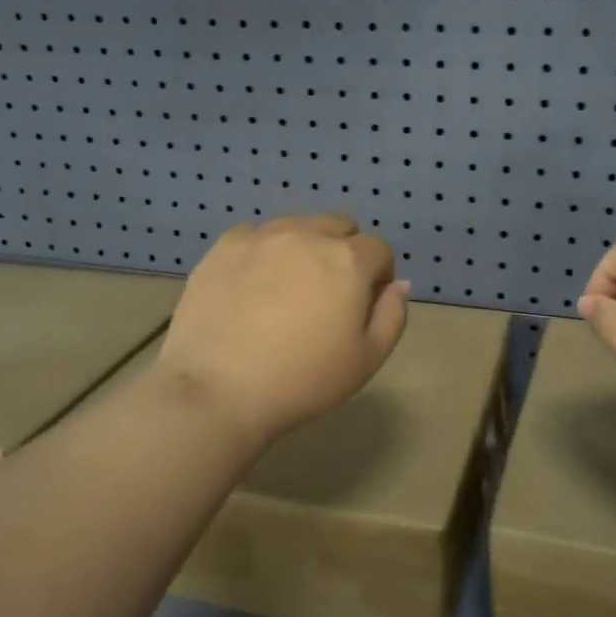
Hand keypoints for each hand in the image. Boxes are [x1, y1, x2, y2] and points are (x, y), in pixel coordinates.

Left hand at [153, 215, 409, 446]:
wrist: (218, 390)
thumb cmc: (302, 380)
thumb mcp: (367, 359)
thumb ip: (392, 315)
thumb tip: (397, 284)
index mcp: (347, 260)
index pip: (379, 249)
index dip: (378, 276)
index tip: (363, 307)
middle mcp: (307, 235)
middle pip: (340, 226)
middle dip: (344, 252)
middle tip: (327, 296)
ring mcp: (262, 236)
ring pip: (297, 226)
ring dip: (304, 247)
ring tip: (287, 289)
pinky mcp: (223, 246)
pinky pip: (255, 234)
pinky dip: (263, 251)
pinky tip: (251, 285)